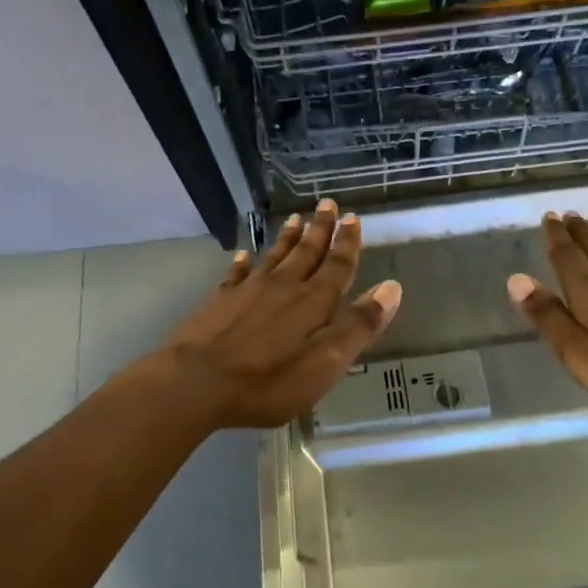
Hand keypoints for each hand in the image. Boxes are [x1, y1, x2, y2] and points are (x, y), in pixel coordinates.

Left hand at [145, 200, 401, 429]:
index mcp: (312, 302)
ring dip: (288, 238)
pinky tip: (244, 254)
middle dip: (320, 229)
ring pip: (274, 257)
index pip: (337, 266)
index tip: (353, 218)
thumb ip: (358, 326)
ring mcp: (248, 291)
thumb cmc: (268, 381)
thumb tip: (391, 288)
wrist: (196, 383)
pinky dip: (243, 263)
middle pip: (306, 252)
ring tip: (295, 218)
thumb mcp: (325, 362)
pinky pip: (237, 274)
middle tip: (327, 204)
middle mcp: (283, 287)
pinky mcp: (220, 302)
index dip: (347, 243)